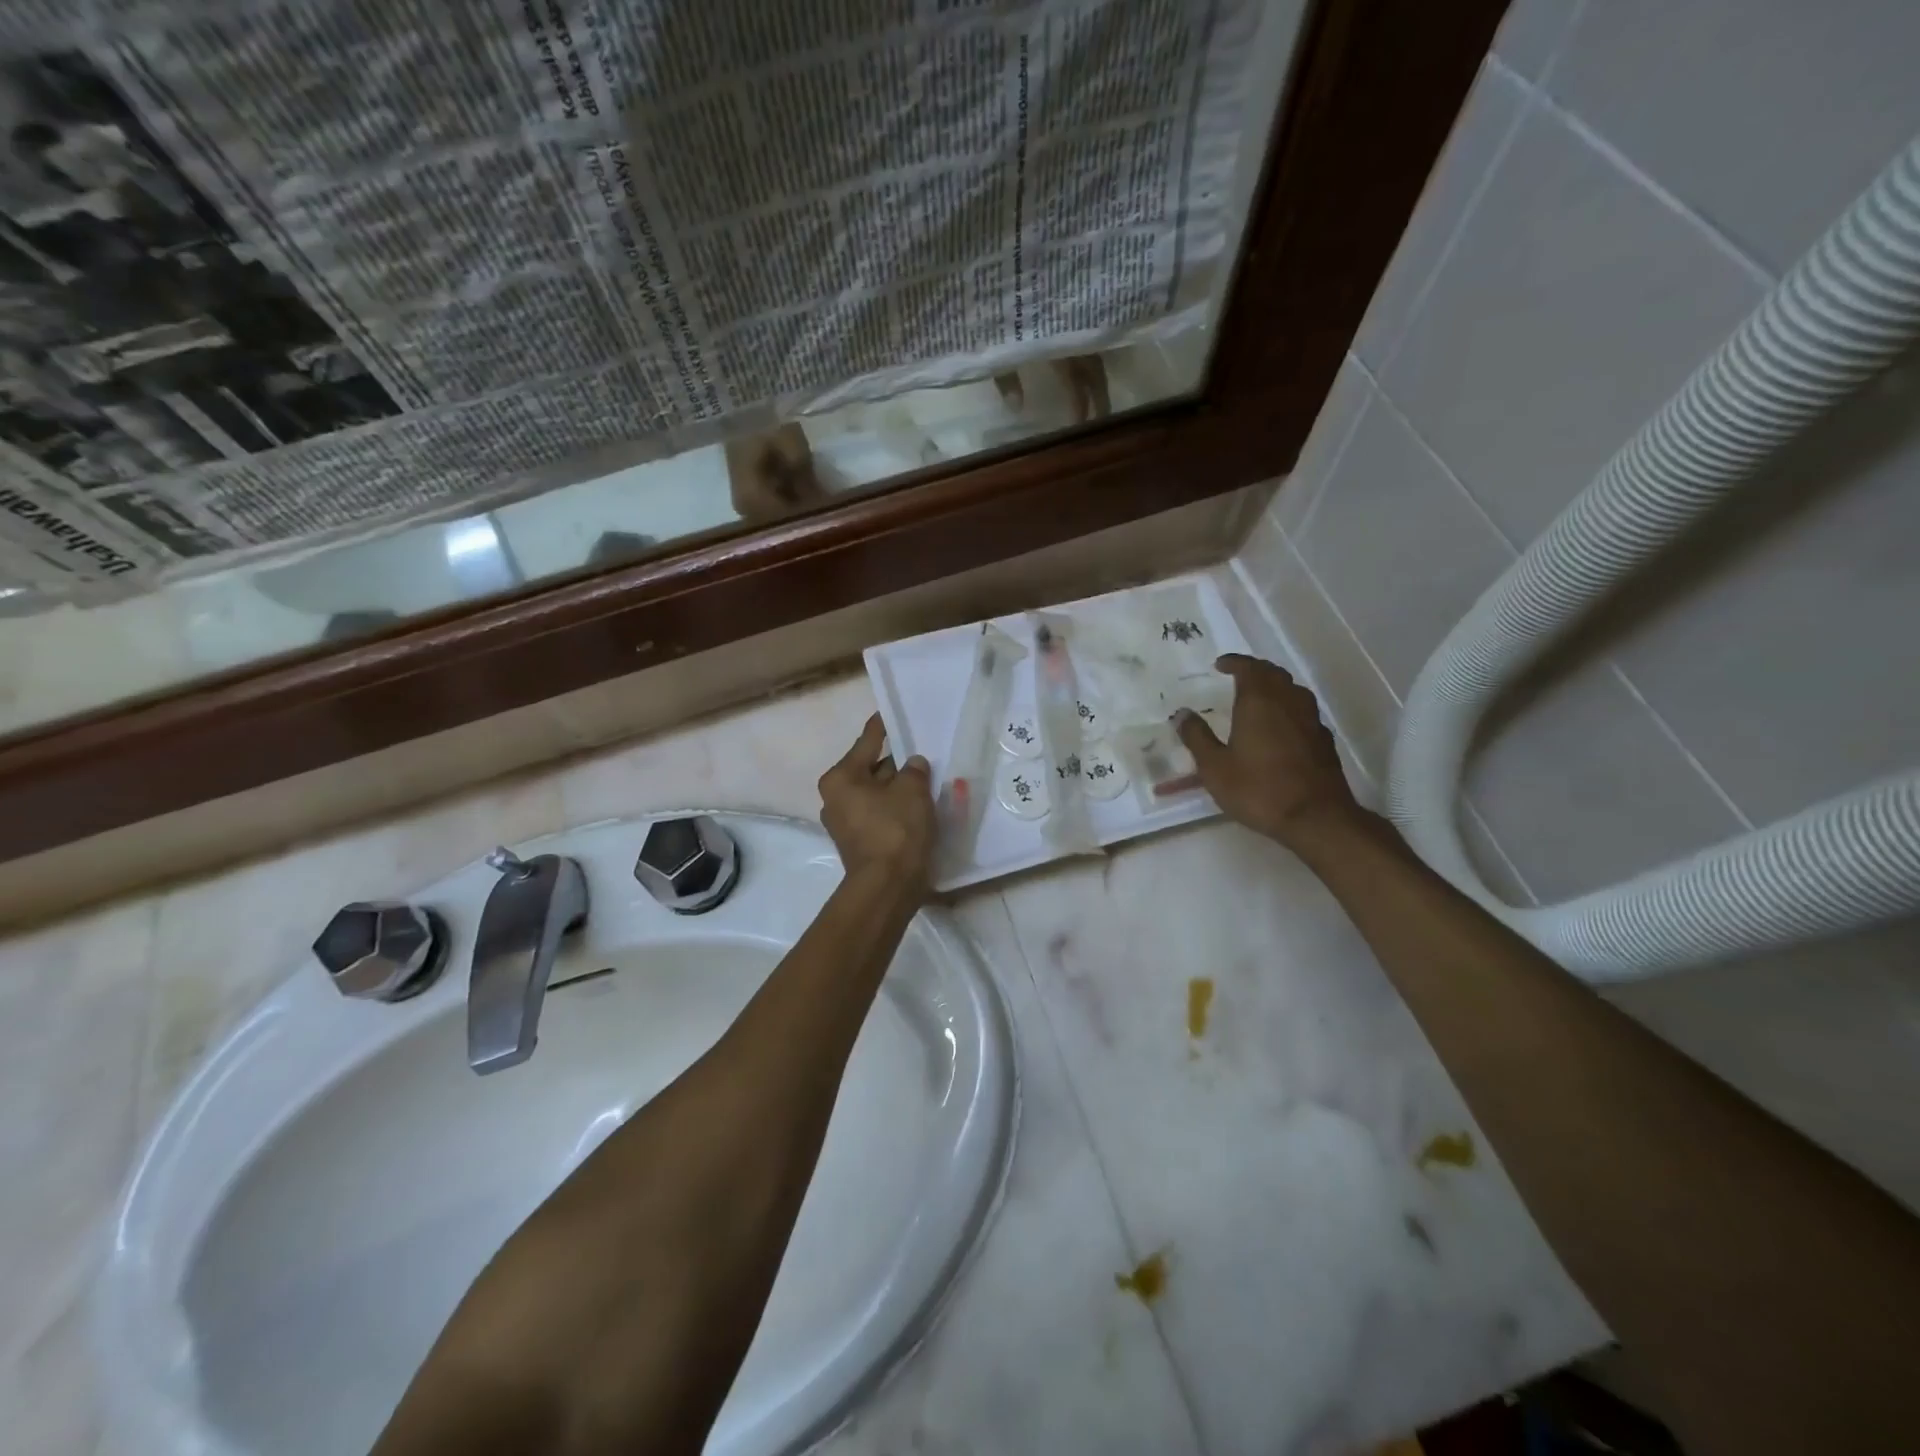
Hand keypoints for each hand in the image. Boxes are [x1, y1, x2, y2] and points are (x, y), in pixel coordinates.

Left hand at [818, 714, 936, 895]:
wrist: (888, 887)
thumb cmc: (896, 830)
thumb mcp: (912, 791)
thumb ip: (914, 770)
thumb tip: (913, 764)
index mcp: (841, 778)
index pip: (867, 742)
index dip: (882, 727)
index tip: (889, 712)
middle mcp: (835, 798)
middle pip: (870, 769)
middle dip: (895, 761)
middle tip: (919, 749)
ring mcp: (845, 823)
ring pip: (876, 793)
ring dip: (897, 787)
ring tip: (924, 776)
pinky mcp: (859, 842)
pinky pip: (879, 813)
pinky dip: (895, 807)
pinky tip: (918, 805)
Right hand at [1174, 655, 1362, 846]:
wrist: (1315, 817)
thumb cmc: (1258, 789)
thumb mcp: (1214, 767)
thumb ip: (1197, 737)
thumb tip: (1182, 714)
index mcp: (1259, 702)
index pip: (1249, 668)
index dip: (1234, 662)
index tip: (1220, 664)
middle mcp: (1288, 702)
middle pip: (1274, 674)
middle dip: (1255, 670)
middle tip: (1238, 676)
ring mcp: (1310, 720)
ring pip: (1293, 690)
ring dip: (1275, 686)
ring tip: (1259, 696)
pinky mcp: (1323, 740)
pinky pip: (1304, 711)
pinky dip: (1289, 708)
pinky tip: (1281, 725)